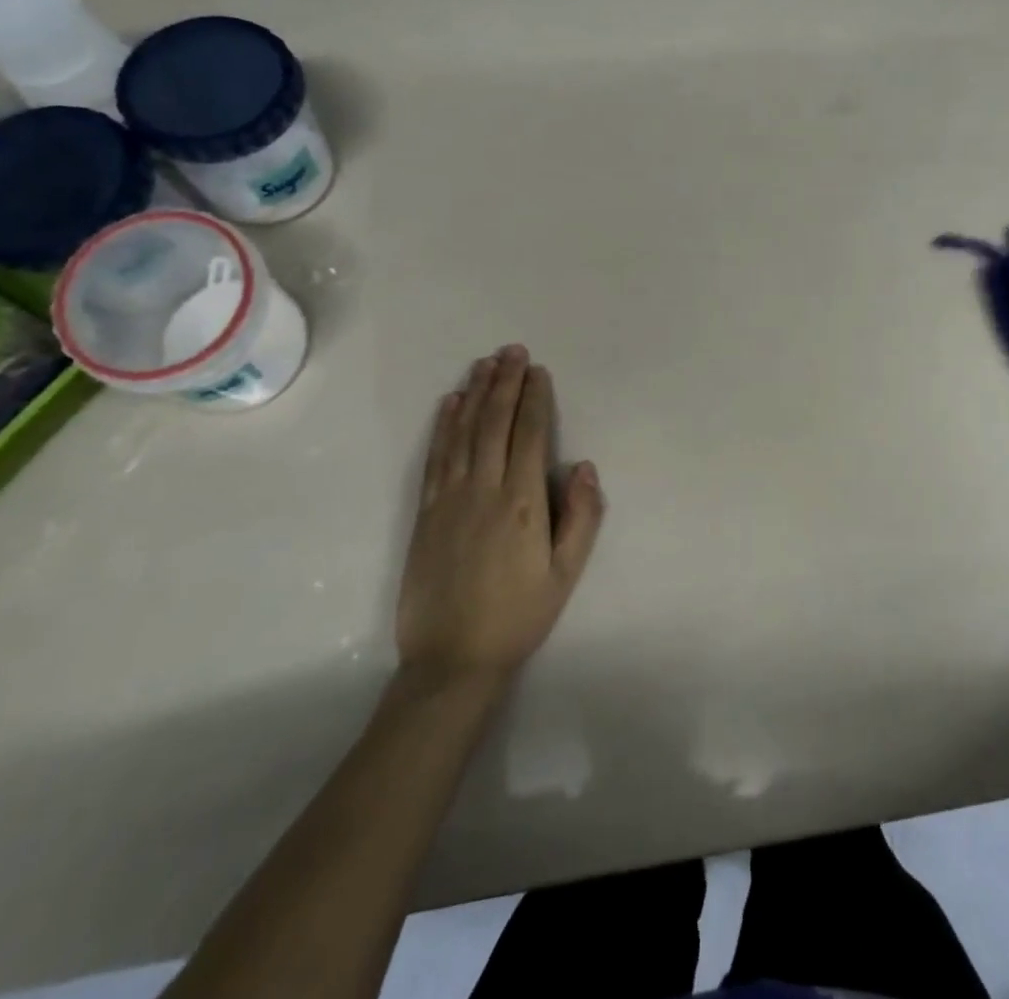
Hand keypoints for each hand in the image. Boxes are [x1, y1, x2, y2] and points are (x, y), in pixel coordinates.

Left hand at [396, 345, 604, 687]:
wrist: (452, 659)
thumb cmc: (519, 615)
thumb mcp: (565, 573)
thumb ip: (580, 516)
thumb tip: (583, 465)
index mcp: (522, 502)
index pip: (529, 435)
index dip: (534, 399)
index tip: (538, 371)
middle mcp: (484, 489)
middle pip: (494, 422)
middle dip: (505, 383)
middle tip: (512, 350)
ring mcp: (449, 497)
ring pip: (463, 432)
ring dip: (474, 393)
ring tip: (484, 363)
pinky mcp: (425, 511)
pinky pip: (435, 456)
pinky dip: (443, 425)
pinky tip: (449, 403)